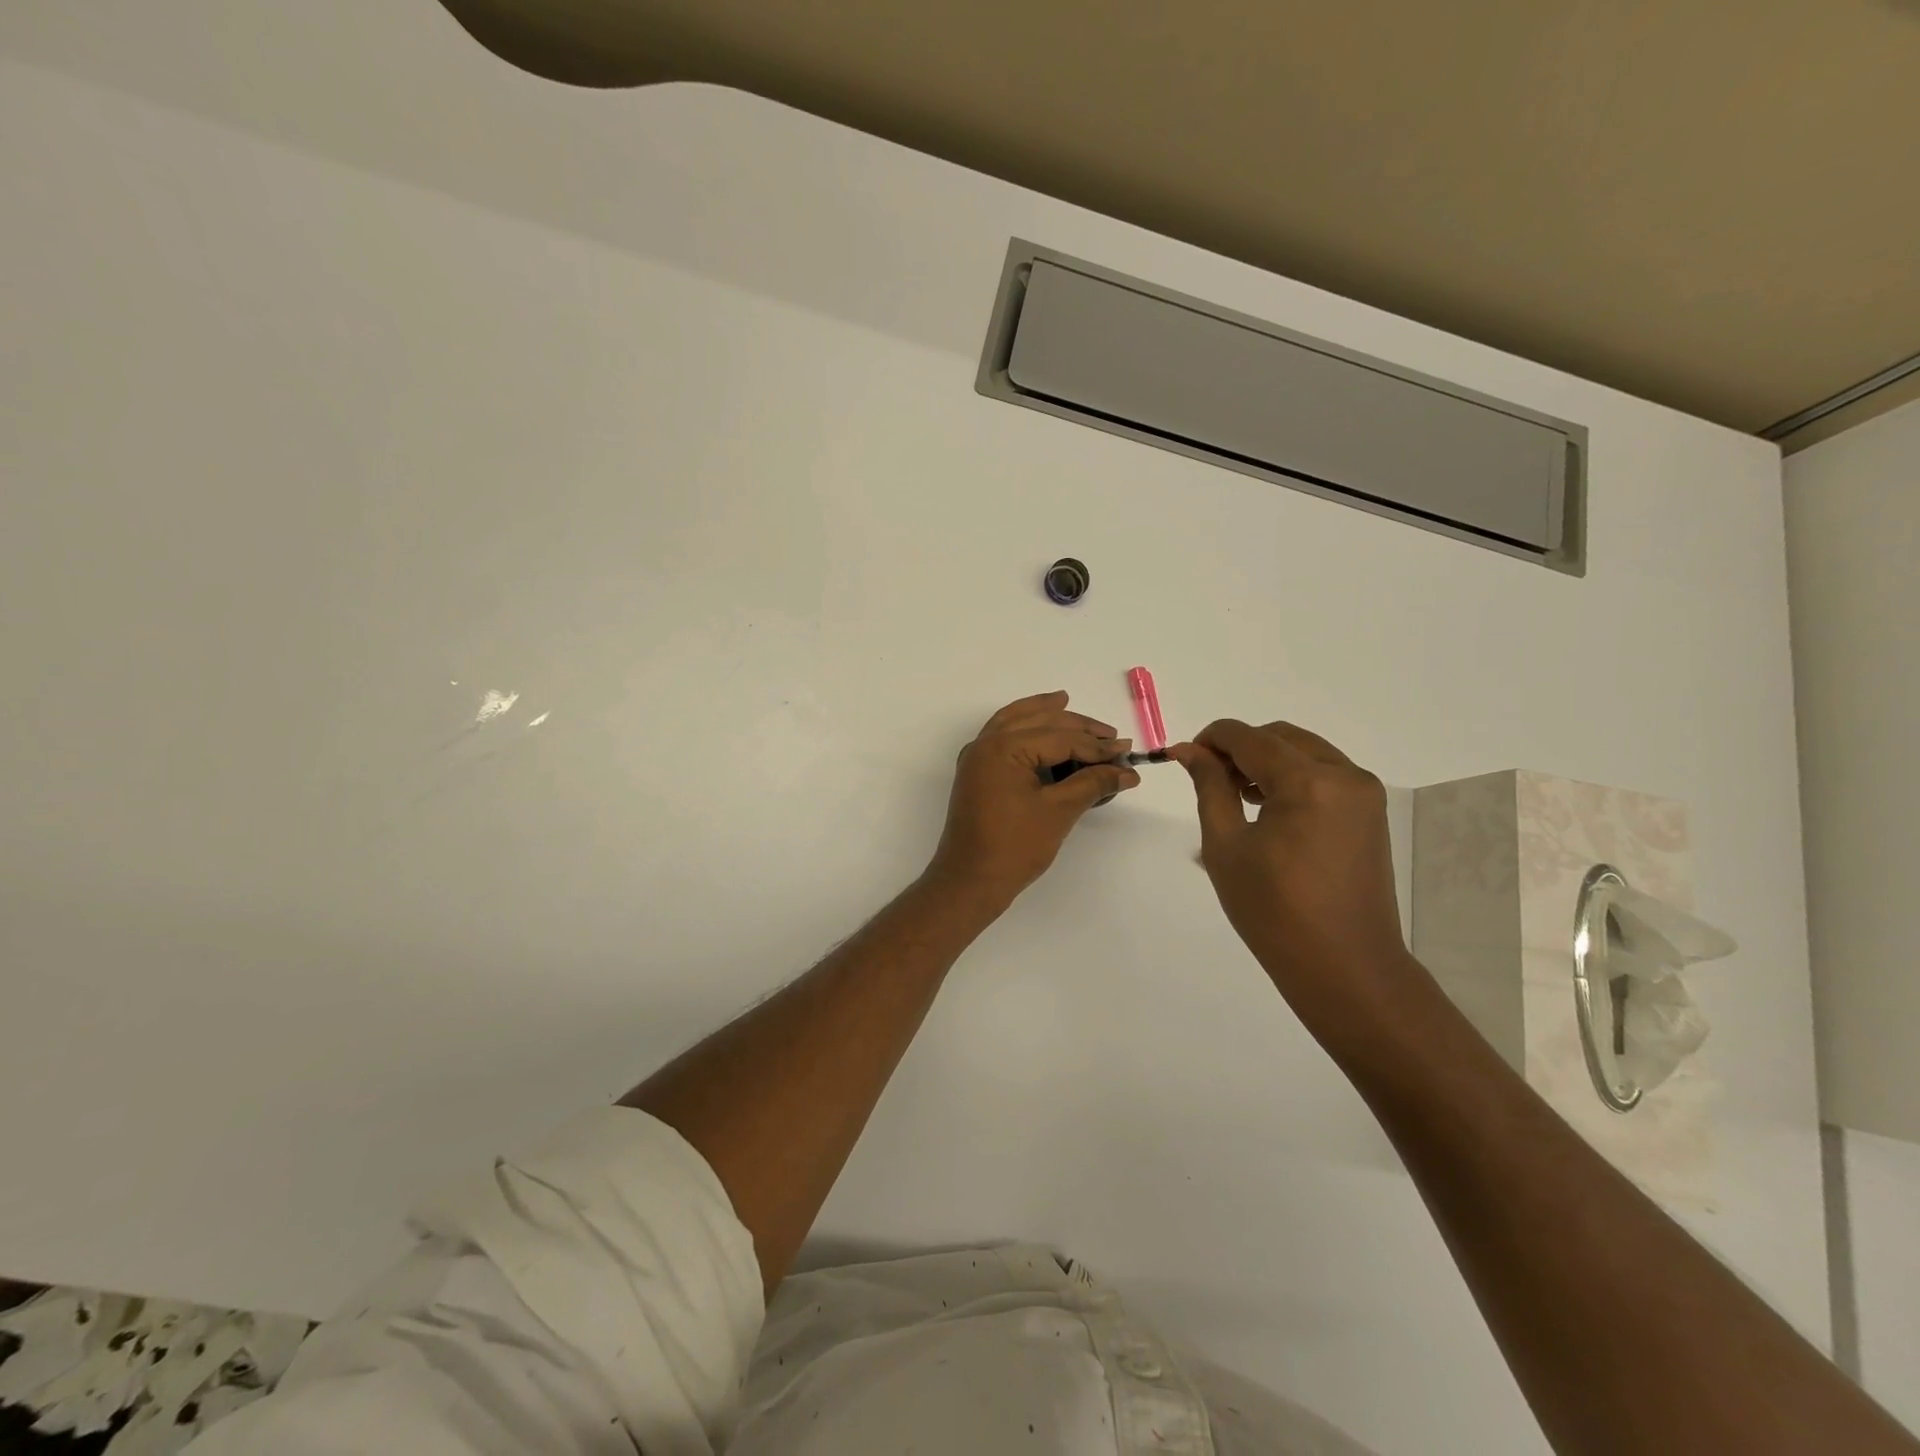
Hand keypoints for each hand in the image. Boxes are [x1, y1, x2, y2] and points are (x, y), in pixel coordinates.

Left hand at [926, 691, 1139, 903]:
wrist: (970, 881)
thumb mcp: (1059, 811)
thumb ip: (1093, 783)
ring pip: (1015, 722)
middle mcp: (986, 743)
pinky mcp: (978, 773)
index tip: (1128, 752)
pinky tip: (1041, 729)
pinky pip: (1002, 738)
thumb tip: (1127, 772)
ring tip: (1067, 701)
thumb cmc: (1014, 846)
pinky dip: (1023, 729)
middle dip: (1076, 726)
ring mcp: (978, 757)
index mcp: (1003, 747)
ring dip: (1044, 714)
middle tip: (1111, 735)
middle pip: (1038, 721)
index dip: (1097, 747)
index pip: (1060, 737)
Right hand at [1170, 720, 1424, 1043]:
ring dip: (1267, 761)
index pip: (1249, 737)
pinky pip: (1324, 774)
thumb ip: (1210, 787)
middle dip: (1240, 748)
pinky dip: (1293, 777)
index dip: (1211, 739)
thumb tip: (1189, 751)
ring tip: (1238, 797)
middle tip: (1210, 779)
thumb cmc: (1274, 911)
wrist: (1345, 966)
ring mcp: (1364, 793)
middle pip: (1280, 737)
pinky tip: (1270, 810)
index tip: (1184, 758)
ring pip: (1305, 751)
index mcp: (1308, 782)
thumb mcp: (1226, 846)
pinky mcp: (1371, 812)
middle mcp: (1344, 775)